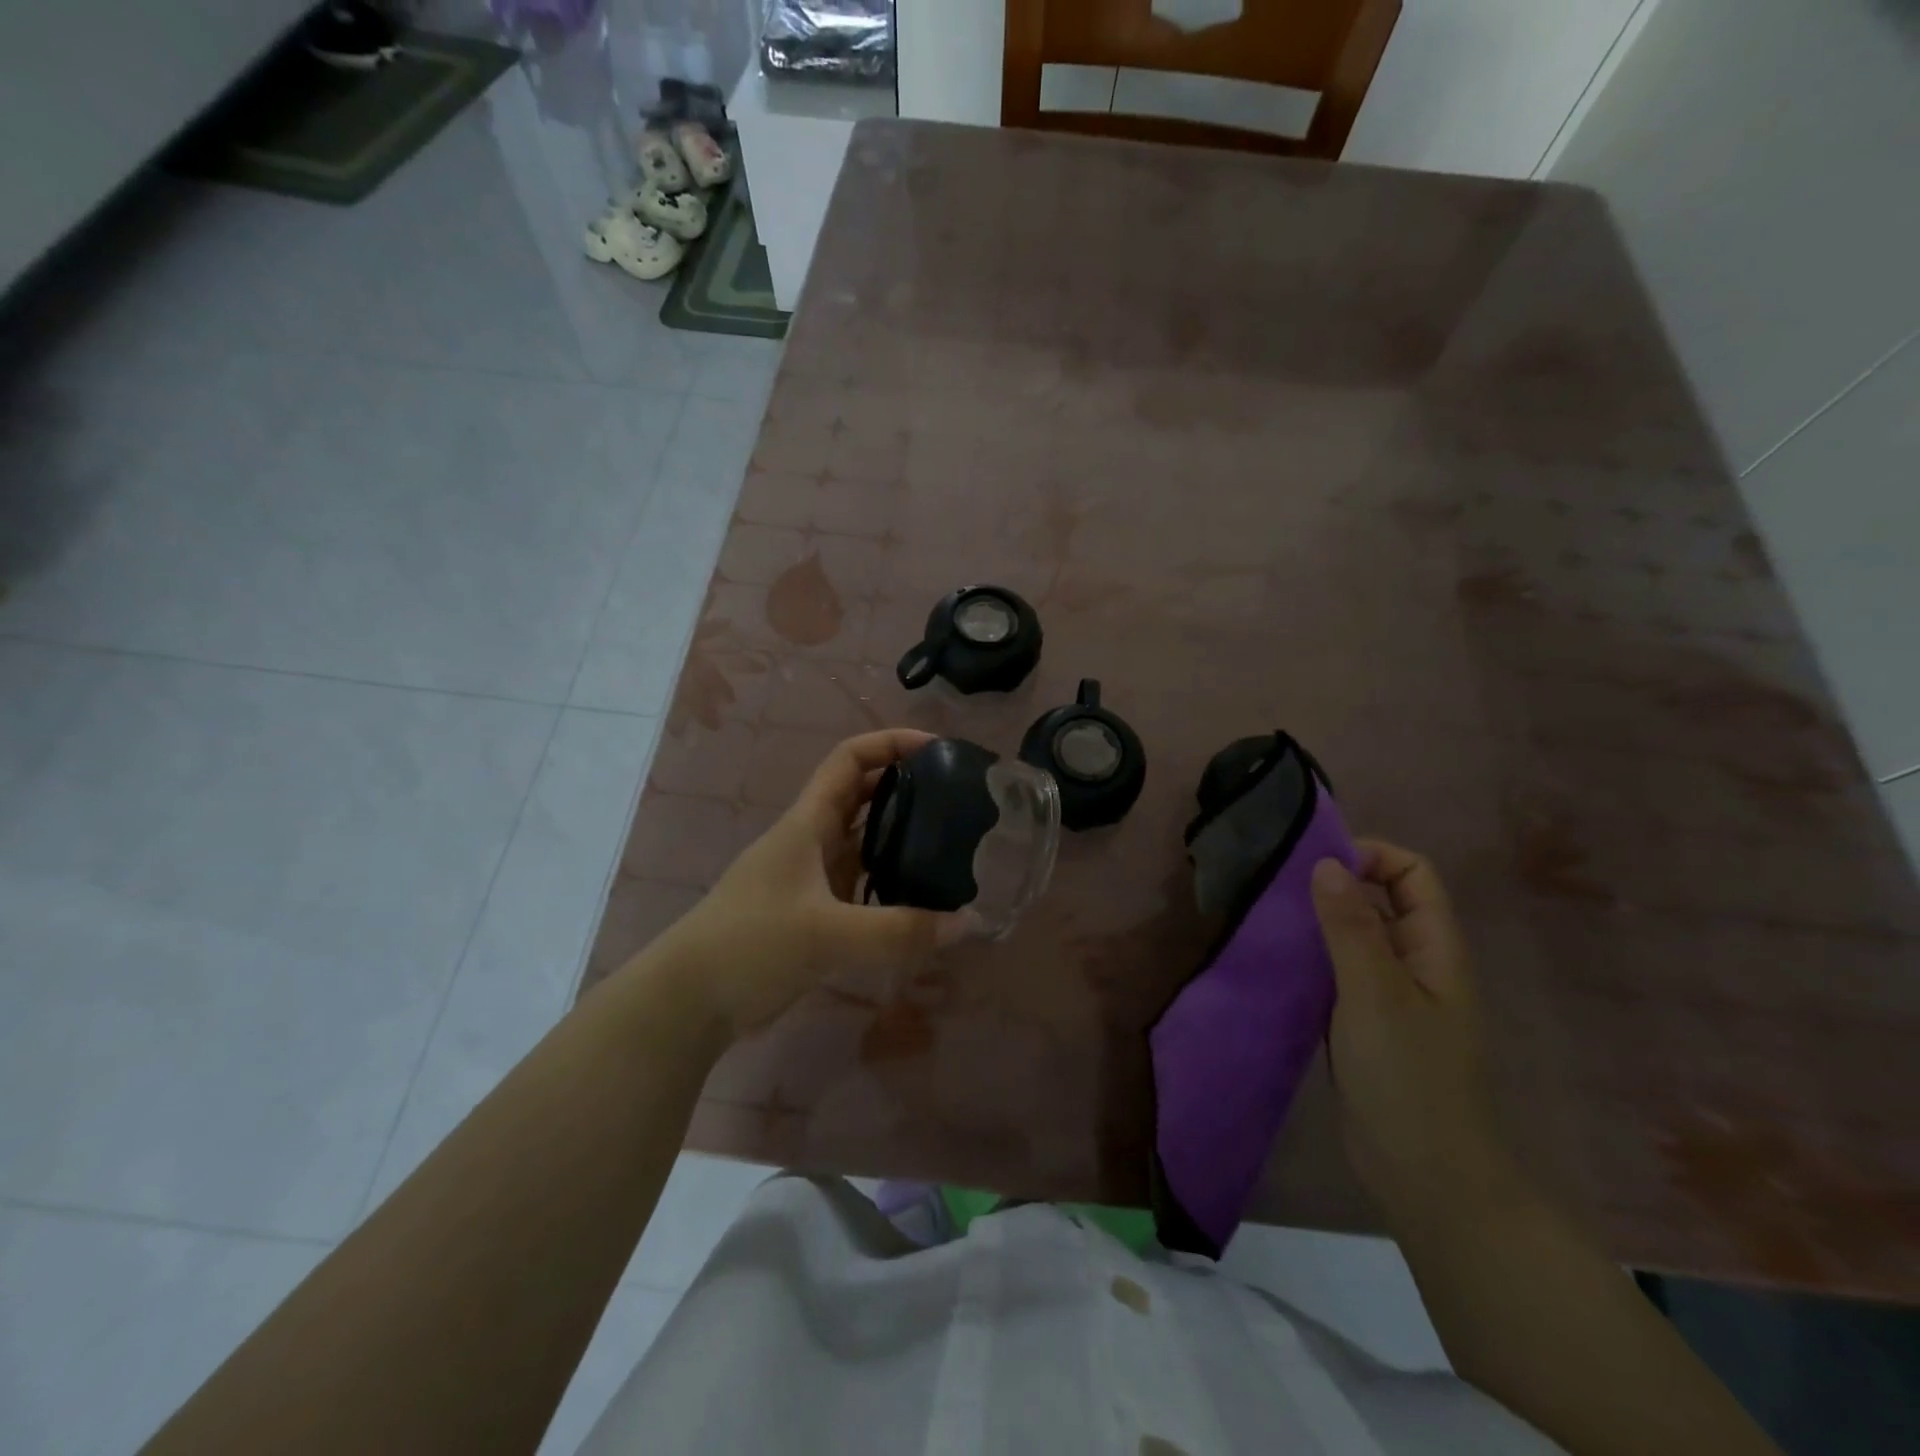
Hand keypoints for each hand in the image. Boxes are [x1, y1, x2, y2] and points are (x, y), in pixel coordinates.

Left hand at [654, 729, 963, 1038]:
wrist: (690, 1000)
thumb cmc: (751, 944)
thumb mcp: (827, 934)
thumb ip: (899, 931)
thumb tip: (970, 924)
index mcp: (808, 823)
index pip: (850, 759)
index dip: (891, 743)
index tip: (939, 749)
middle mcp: (811, 841)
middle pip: (863, 796)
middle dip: (908, 788)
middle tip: (959, 800)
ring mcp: (811, 878)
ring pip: (865, 843)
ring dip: (902, 838)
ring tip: (952, 847)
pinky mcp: (813, 913)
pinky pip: (862, 885)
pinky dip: (891, 884)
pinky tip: (922, 902)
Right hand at [1311, 841, 1522, 1230]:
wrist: (1427, 1177)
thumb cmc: (1409, 1078)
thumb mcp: (1376, 994)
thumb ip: (1351, 927)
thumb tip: (1326, 862)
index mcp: (1434, 947)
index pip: (1412, 872)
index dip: (1370, 855)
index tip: (1316, 865)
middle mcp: (1415, 962)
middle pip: (1381, 899)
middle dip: (1335, 884)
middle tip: (1278, 889)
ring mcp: (1390, 994)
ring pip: (1354, 935)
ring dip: (1317, 922)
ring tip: (1269, 919)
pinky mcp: (1363, 1022)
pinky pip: (1337, 971)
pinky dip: (1311, 957)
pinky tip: (1277, 962)